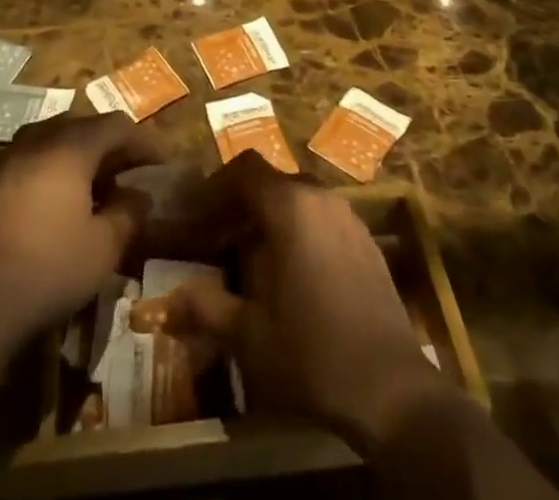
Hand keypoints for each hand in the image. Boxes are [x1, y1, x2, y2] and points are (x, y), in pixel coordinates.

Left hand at [0, 113, 164, 342]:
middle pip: (83, 127)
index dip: (143, 142)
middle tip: (129, 173)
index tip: (161, 163)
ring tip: (95, 187)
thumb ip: (127, 214)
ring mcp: (6, 159)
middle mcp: (37, 139)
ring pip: (52, 141)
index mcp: (70, 146)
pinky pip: (29, 161)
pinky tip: (56, 204)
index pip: (116, 125)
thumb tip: (140, 196)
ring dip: (78, 157)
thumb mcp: (103, 248)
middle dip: (110, 147)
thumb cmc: (48, 269)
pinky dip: (51, 171)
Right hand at [161, 154, 448, 452]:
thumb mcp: (249, 336)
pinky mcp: (366, 241)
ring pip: (298, 199)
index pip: (246, 168)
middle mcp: (321, 198)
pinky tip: (291, 276)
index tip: (196, 214)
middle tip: (216, 239)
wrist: (393, 390)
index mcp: (291, 207)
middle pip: (271, 182)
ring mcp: (349, 217)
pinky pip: (322, 219)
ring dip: (270, 218)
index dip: (215, 185)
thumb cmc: (313, 354)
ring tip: (248, 259)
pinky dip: (299, 231)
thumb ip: (206, 308)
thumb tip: (165, 302)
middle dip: (240, 204)